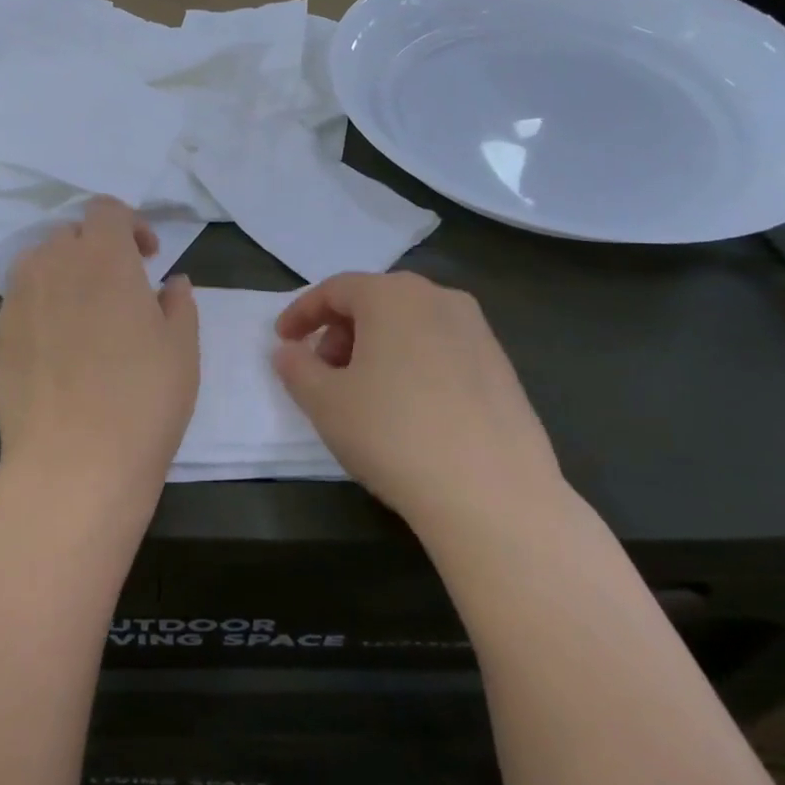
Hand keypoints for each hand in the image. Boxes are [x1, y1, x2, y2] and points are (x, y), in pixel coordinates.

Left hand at [0, 198, 199, 498]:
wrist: (74, 462)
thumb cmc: (143, 397)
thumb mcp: (182, 348)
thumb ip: (178, 303)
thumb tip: (170, 284)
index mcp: (102, 256)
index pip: (106, 210)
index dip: (130, 224)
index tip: (148, 257)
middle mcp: (52, 264)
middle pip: (70, 234)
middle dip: (97, 249)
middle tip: (120, 288)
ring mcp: (17, 301)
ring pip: (39, 265)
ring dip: (64, 274)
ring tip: (86, 315)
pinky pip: (21, 304)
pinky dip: (42, 309)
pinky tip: (59, 352)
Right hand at [272, 272, 566, 537]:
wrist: (494, 495)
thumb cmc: (394, 434)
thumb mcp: (325, 402)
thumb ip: (297, 368)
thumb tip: (288, 351)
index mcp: (392, 295)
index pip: (335, 290)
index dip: (302, 313)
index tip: (282, 341)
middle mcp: (439, 299)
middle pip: (375, 302)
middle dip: (341, 331)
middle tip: (323, 371)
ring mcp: (478, 332)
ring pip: (411, 325)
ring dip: (377, 348)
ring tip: (364, 394)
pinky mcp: (503, 368)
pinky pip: (441, 350)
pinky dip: (413, 364)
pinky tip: (409, 410)